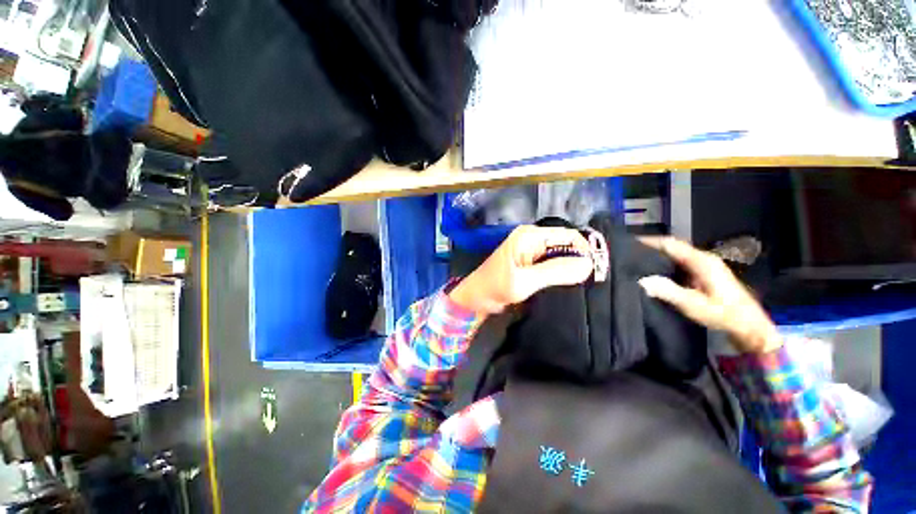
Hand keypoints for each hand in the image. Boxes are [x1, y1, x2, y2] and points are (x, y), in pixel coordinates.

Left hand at [449, 226, 593, 315]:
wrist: (476, 298)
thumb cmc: (495, 287)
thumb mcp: (525, 281)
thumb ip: (555, 272)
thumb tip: (589, 265)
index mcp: (530, 235)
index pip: (568, 236)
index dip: (584, 251)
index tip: (596, 273)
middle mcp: (532, 238)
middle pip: (565, 244)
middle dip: (579, 260)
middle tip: (591, 282)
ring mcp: (531, 249)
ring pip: (560, 254)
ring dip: (571, 268)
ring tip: (583, 284)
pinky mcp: (530, 261)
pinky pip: (552, 263)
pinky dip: (561, 272)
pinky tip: (568, 284)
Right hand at [637, 237, 781, 353]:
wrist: (751, 328)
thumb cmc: (725, 315)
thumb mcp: (695, 305)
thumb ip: (669, 292)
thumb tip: (643, 280)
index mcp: (702, 261)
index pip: (671, 244)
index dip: (650, 241)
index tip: (629, 242)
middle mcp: (703, 260)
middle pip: (673, 248)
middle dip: (651, 249)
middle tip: (628, 254)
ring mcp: (705, 267)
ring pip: (676, 257)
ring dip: (657, 258)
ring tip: (636, 263)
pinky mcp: (704, 276)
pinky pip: (680, 265)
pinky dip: (665, 266)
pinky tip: (654, 274)